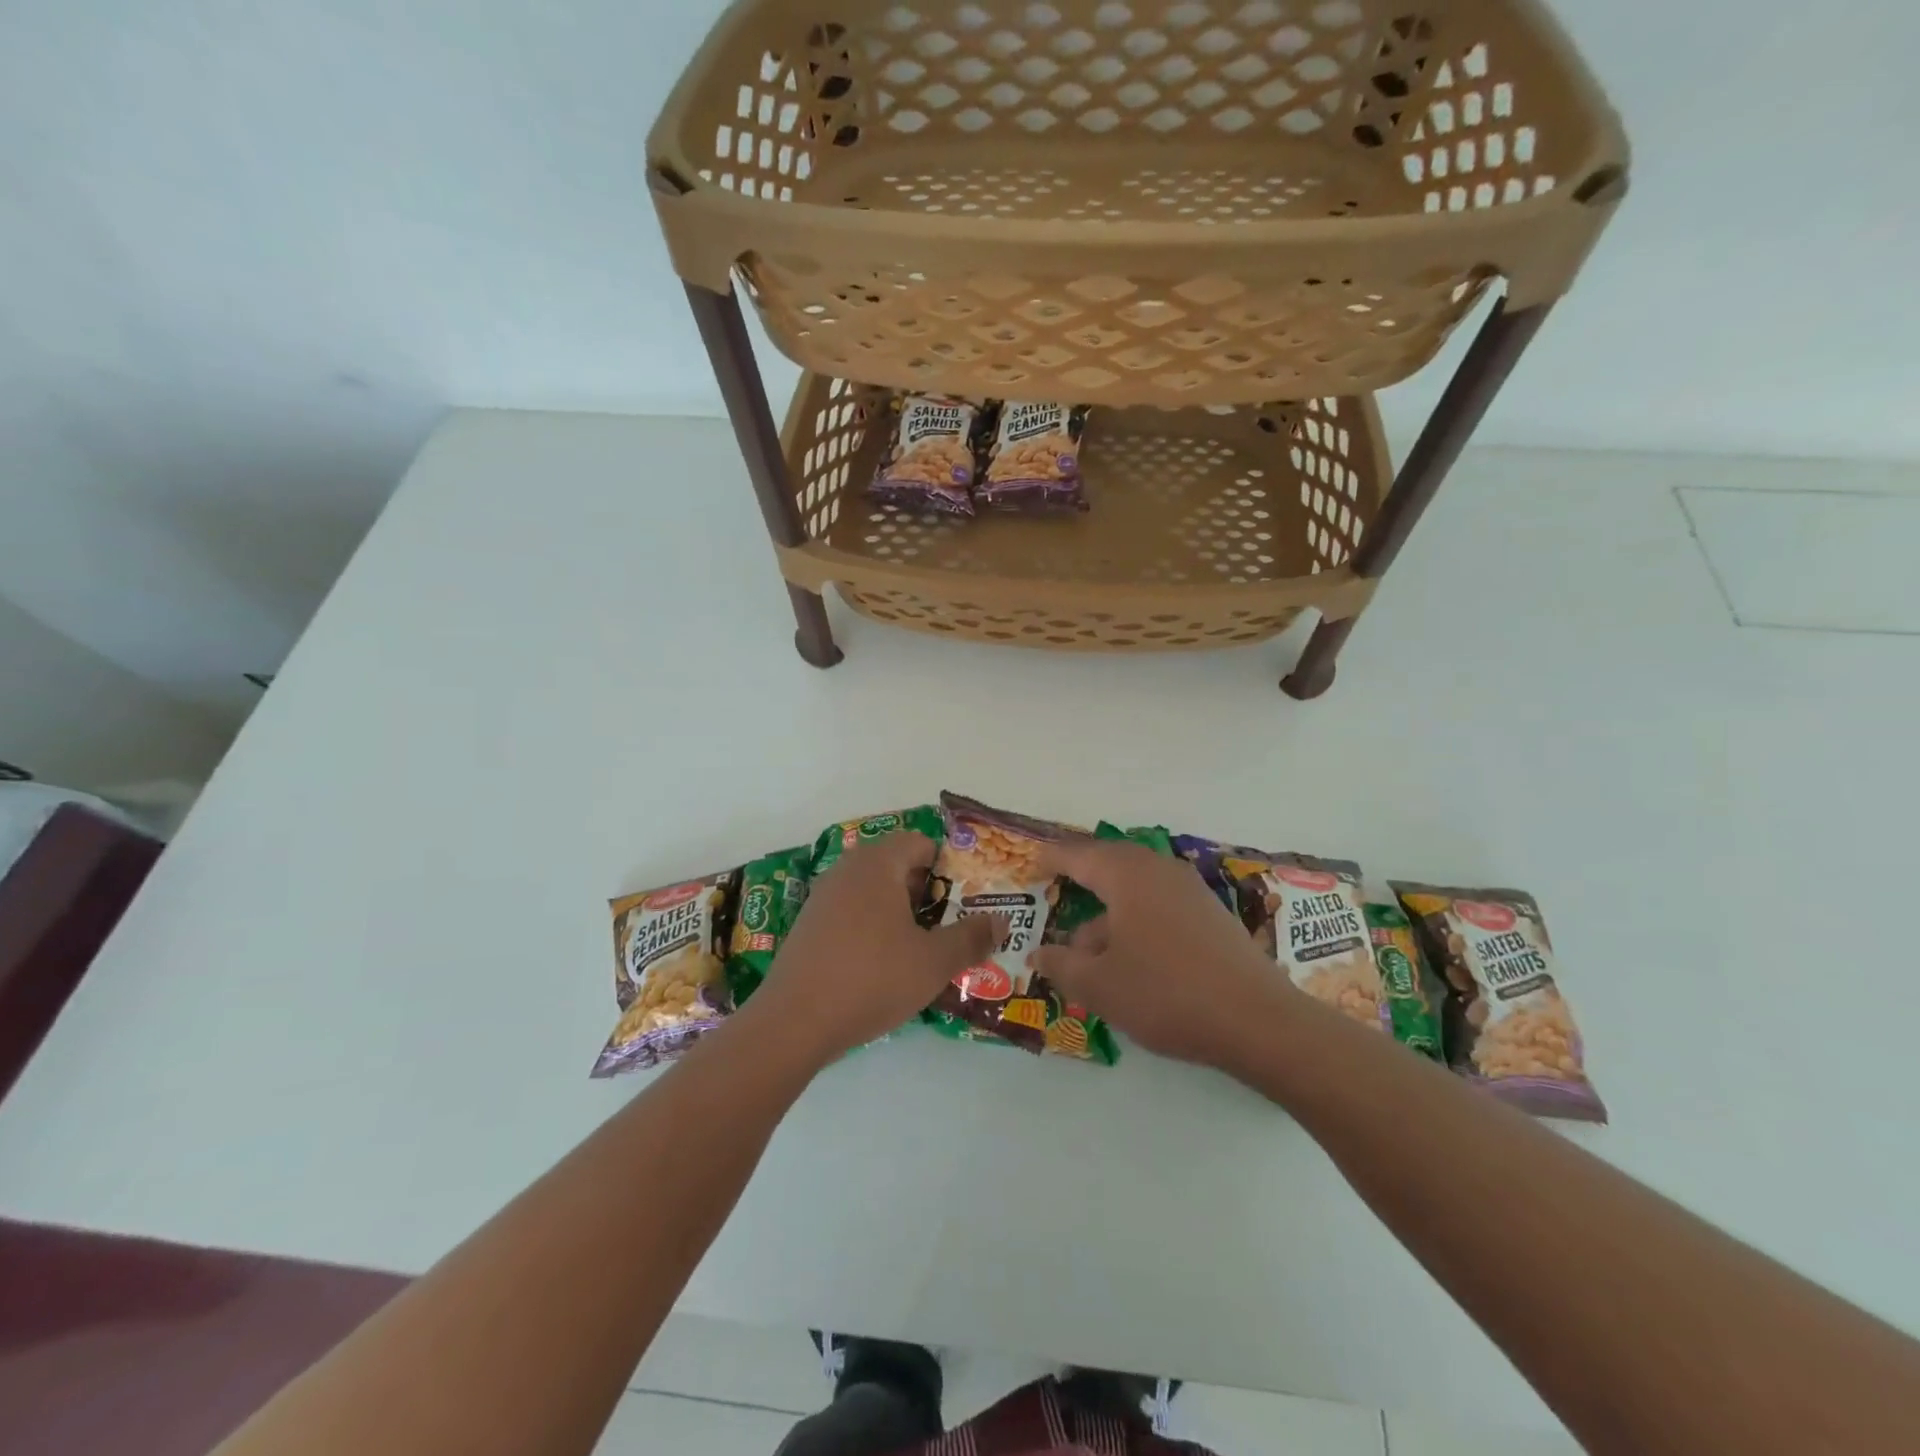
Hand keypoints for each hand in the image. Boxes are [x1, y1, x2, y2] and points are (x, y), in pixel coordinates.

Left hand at [745, 831, 1003, 1064]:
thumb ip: (971, 937)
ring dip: (903, 912)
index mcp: (878, 863)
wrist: (794, 1022)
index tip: (969, 898)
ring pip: (876, 891)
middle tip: (954, 924)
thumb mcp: (933, 962)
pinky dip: (875, 927)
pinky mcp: (810, 925)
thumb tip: (1000, 921)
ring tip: (926, 947)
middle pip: (899, 865)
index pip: (921, 843)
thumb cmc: (871, 979)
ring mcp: (824, 896)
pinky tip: (886, 964)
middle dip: (929, 892)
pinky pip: (854, 912)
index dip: (950, 867)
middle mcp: (848, 869)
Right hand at [1031, 837, 1291, 1068]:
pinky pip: (1159, 904)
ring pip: (1136, 888)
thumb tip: (1039, 953)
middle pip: (1110, 863)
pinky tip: (1130, 957)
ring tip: (1087, 946)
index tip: (1030, 864)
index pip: (1079, 855)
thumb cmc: (1165, 993)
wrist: (1258, 1020)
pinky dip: (1135, 920)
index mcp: (1127, 874)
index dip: (1051, 858)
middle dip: (1081, 878)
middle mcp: (1159, 870)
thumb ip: (1062, 965)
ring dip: (1108, 909)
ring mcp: (1190, 890)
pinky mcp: (1210, 914)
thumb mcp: (1099, 986)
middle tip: (1056, 890)